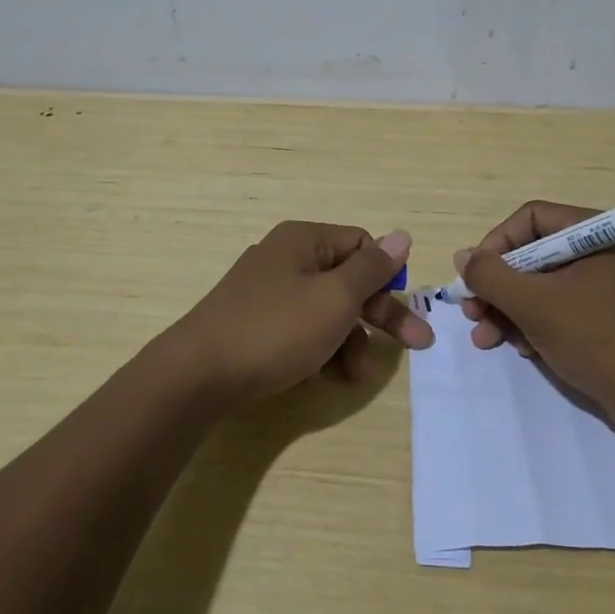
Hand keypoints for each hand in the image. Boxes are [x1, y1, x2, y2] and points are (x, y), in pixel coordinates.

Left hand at [165, 221, 434, 406]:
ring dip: (349, 341)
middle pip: (346, 280)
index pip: (361, 244)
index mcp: (303, 240)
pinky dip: (318, 349)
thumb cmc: (276, 329)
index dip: (387, 275)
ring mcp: (265, 293)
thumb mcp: (335, 298)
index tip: (406, 307)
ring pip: (324, 310)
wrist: (198, 376)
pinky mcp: (253, 325)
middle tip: (416, 346)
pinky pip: (299, 330)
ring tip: (355, 376)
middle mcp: (284, 258)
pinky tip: (323, 377)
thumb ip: (372, 268)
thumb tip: (402, 236)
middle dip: (379, 315)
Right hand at [456, 200, 614, 422]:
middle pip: (534, 254)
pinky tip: (521, 349)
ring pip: (542, 285)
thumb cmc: (596, 340)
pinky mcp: (606, 318)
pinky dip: (534, 324)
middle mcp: (602, 253)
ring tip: (486, 339)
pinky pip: (560, 308)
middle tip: (472, 313)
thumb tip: (463, 256)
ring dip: (509, 309)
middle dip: (498, 286)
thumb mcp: (534, 305)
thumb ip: (491, 276)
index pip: (532, 219)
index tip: (475, 276)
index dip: (496, 243)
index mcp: (596, 235)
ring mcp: (606, 287)